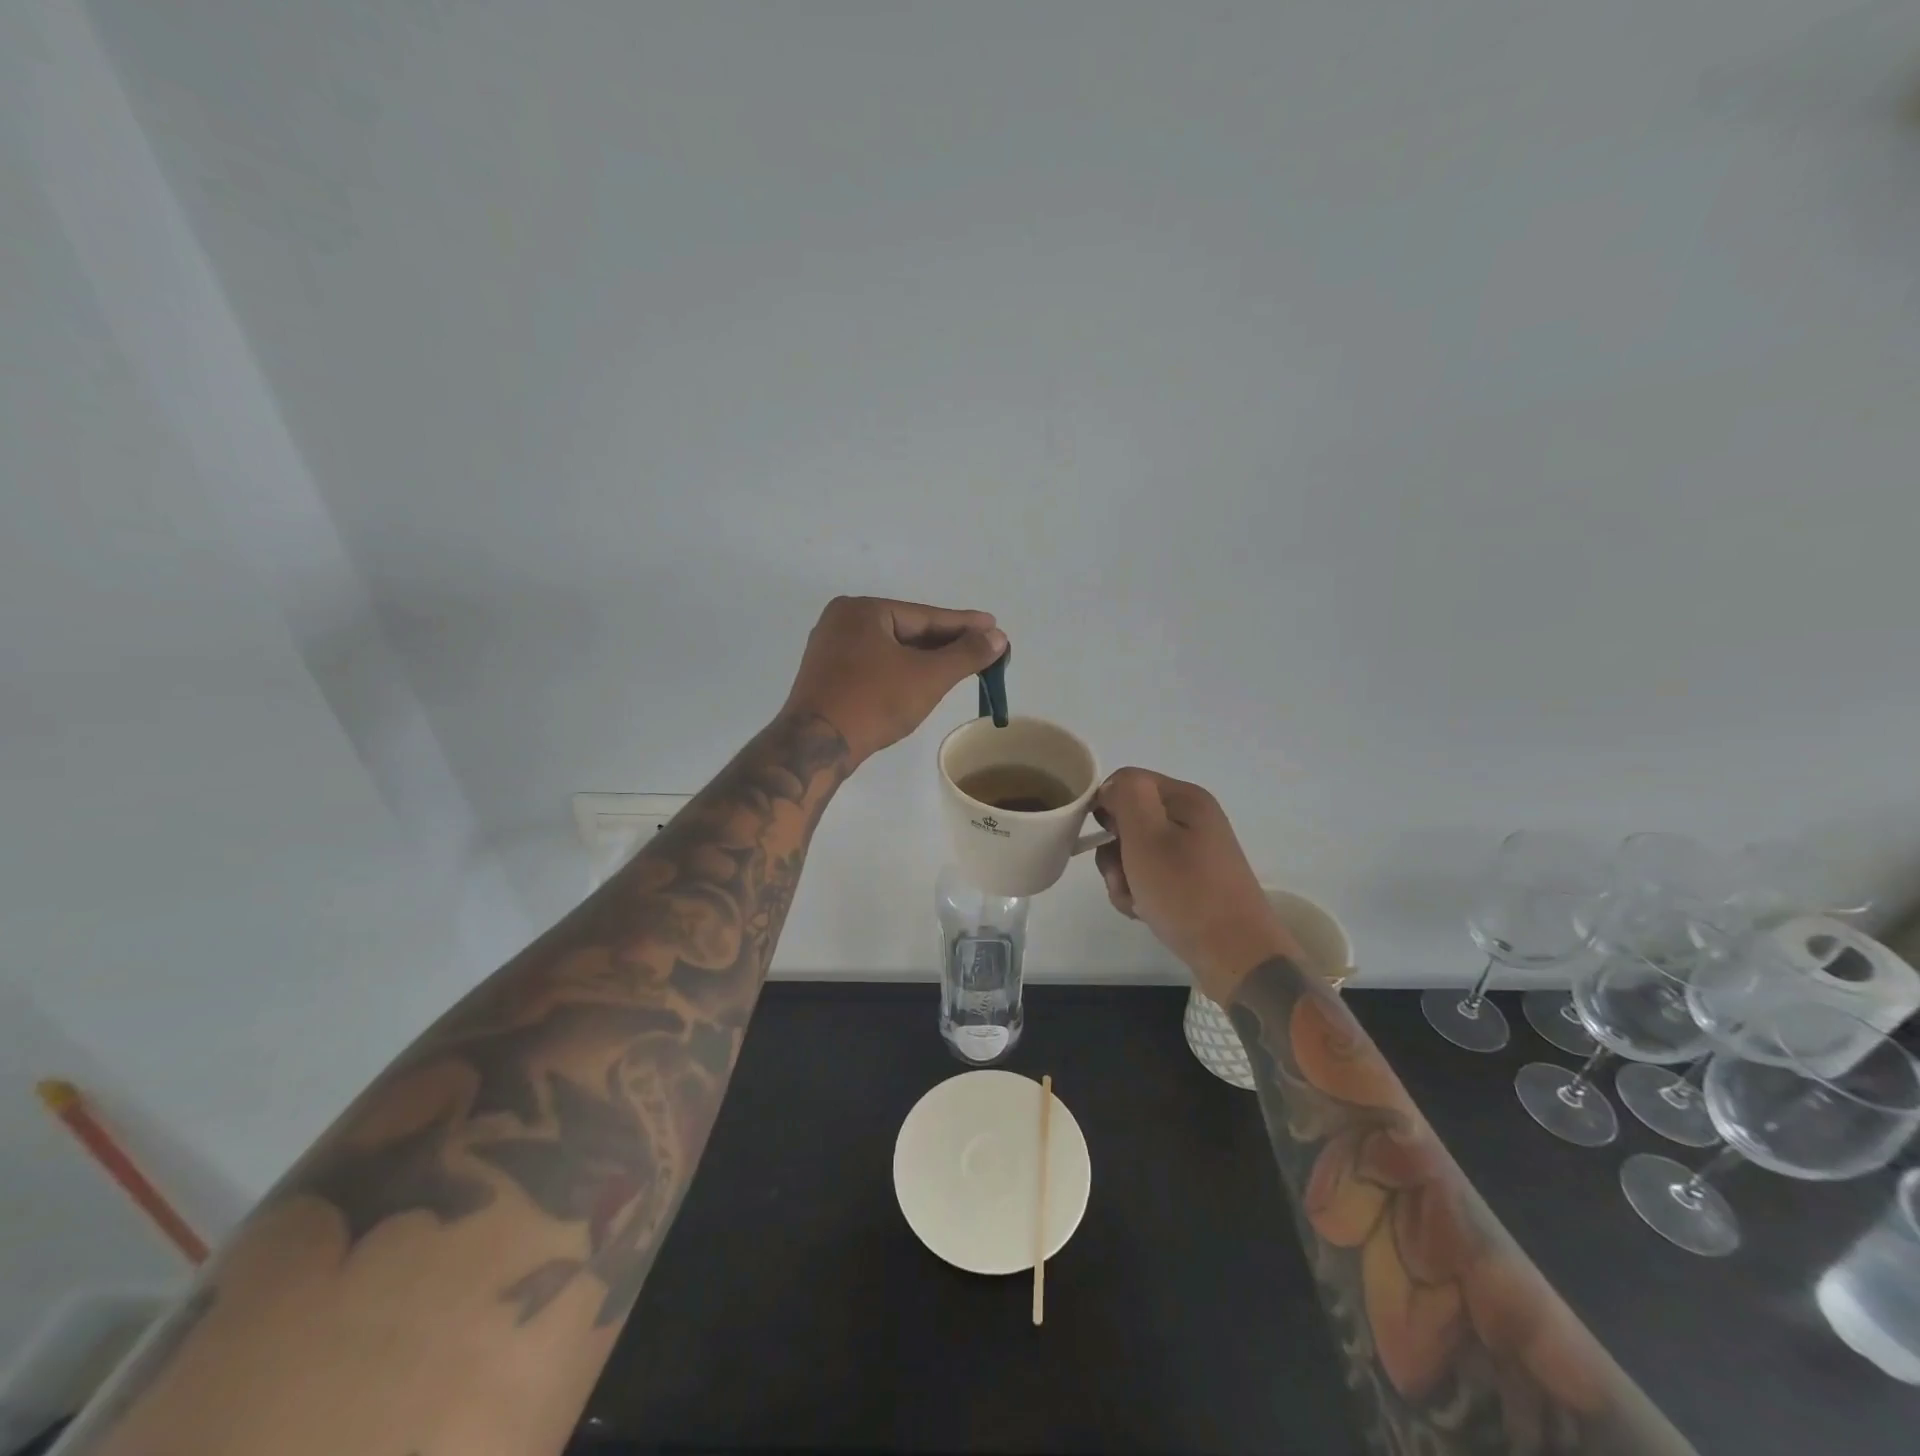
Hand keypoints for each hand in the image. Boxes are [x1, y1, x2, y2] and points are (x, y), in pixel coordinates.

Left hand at [782, 596, 1006, 765]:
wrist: (816, 746)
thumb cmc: (874, 702)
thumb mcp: (928, 677)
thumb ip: (966, 654)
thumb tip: (997, 636)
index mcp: (862, 610)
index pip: (925, 616)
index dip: (964, 625)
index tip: (994, 626)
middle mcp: (842, 621)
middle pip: (907, 631)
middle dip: (945, 643)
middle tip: (982, 648)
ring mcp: (830, 649)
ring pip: (891, 650)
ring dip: (925, 659)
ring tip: (960, 664)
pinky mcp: (826, 676)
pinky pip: (875, 665)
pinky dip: (901, 672)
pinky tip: (921, 681)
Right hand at [1093, 768, 1300, 999]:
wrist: (1235, 955)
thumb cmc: (1186, 892)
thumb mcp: (1148, 836)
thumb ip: (1126, 797)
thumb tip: (1112, 788)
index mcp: (1185, 798)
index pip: (1126, 781)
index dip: (1106, 806)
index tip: (1103, 839)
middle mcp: (1191, 818)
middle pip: (1129, 818)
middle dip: (1114, 849)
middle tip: (1121, 876)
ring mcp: (1193, 851)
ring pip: (1134, 851)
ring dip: (1123, 876)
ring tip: (1135, 900)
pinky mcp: (1192, 880)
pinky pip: (1150, 876)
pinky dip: (1139, 892)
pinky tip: (1145, 911)